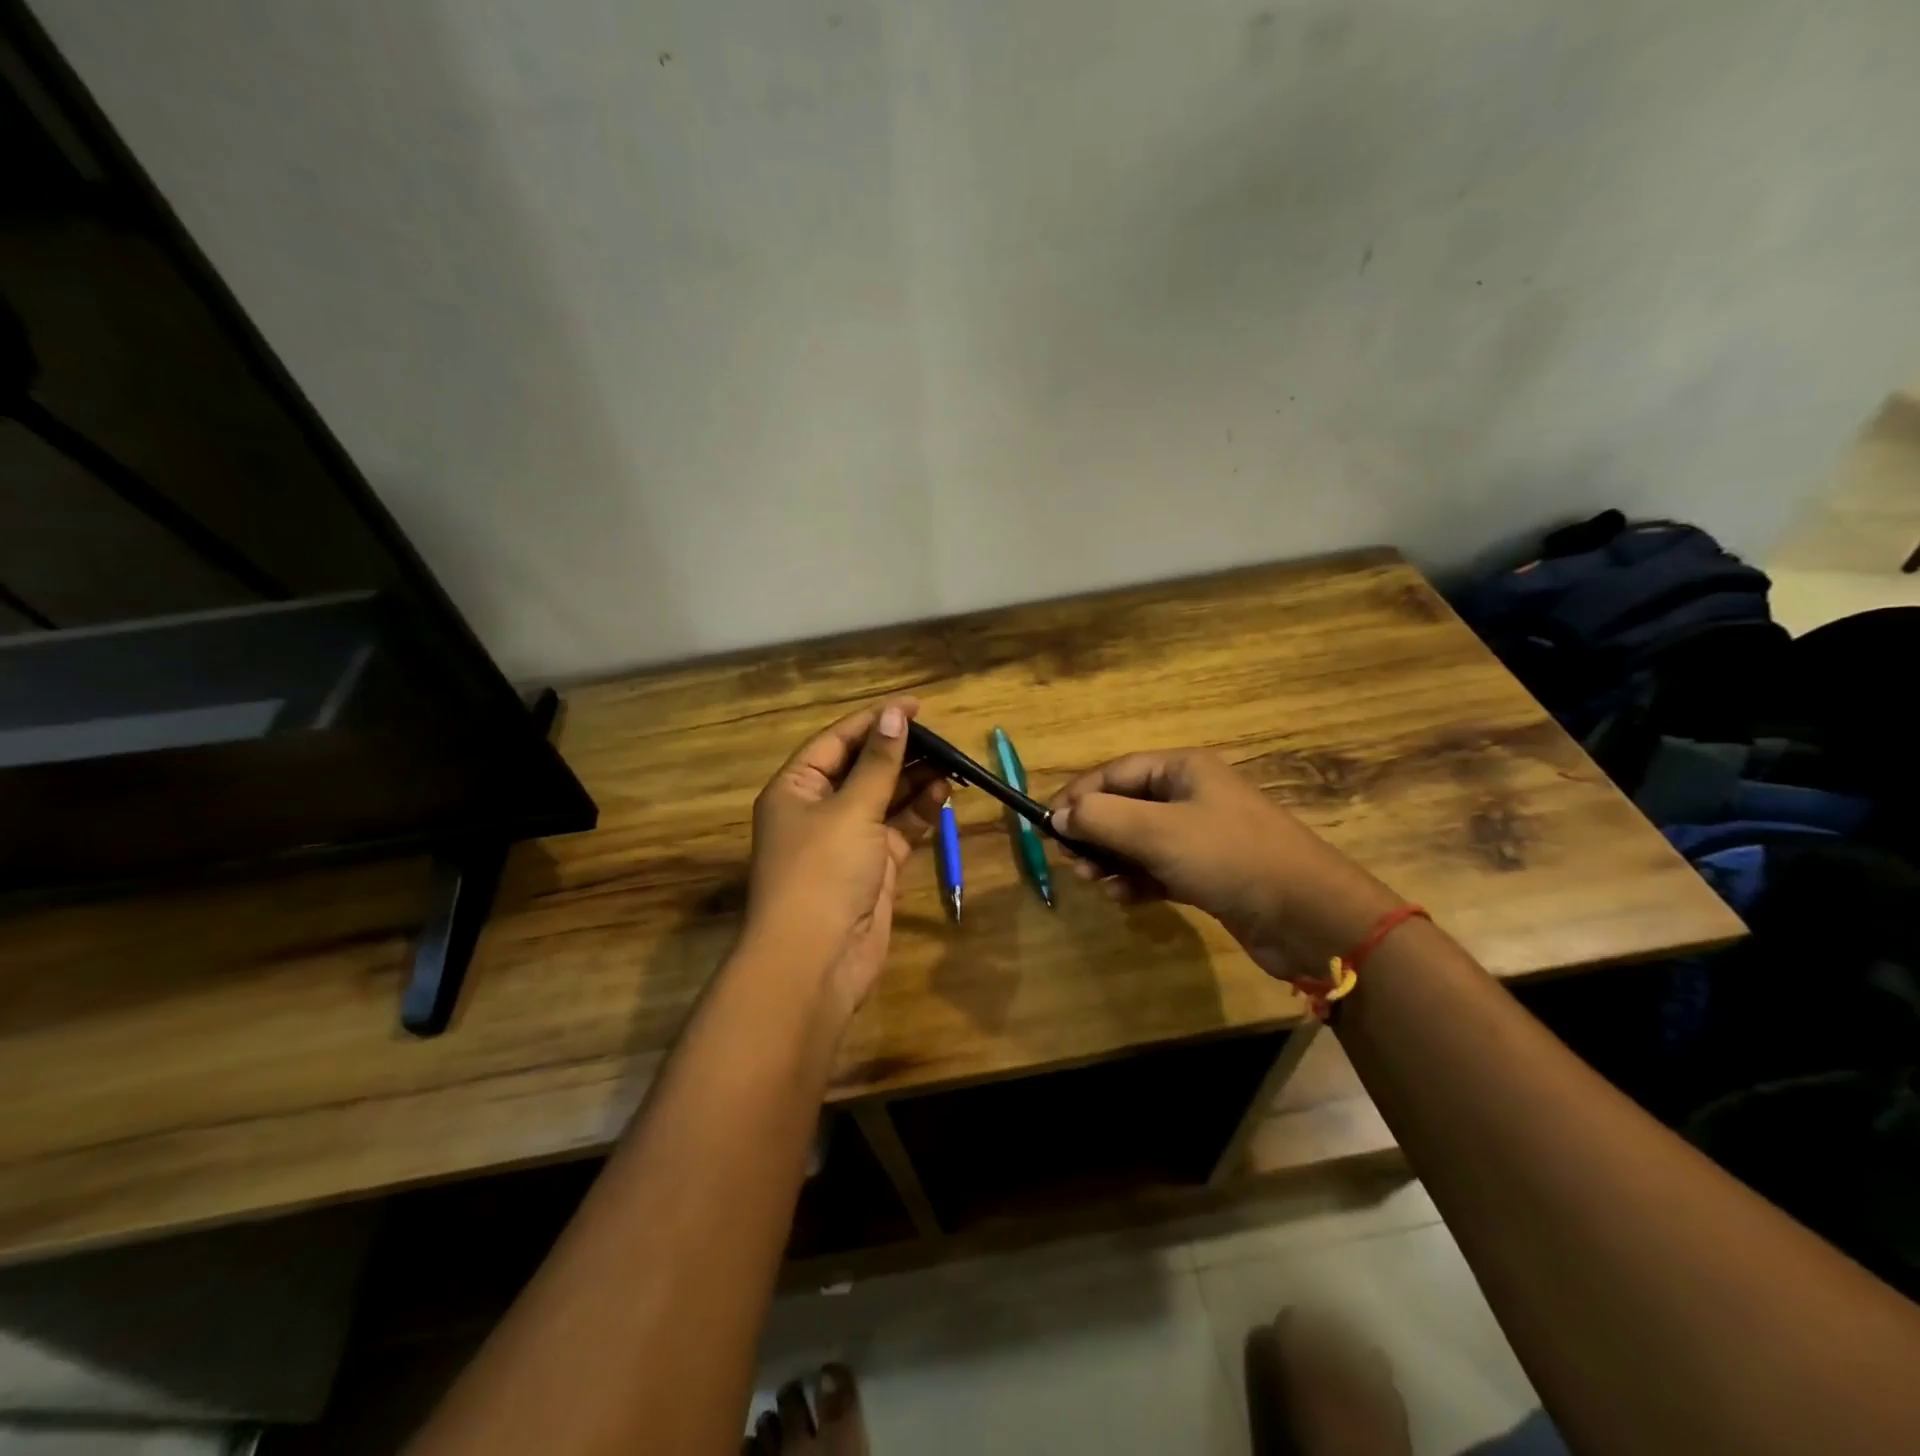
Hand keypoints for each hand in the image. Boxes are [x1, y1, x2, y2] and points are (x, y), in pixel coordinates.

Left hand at [744, 699, 949, 1019]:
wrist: (816, 961)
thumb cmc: (822, 872)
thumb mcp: (851, 810)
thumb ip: (879, 764)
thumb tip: (895, 716)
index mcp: (796, 788)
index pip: (838, 741)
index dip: (875, 721)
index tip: (914, 706)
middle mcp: (818, 810)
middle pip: (863, 769)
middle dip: (900, 753)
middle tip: (941, 737)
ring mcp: (847, 841)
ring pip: (885, 799)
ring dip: (915, 782)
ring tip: (952, 762)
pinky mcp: (873, 867)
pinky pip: (899, 829)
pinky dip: (920, 813)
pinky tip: (945, 794)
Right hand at [1049, 750, 1401, 980]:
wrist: (1308, 915)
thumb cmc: (1229, 857)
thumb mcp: (1158, 832)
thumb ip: (1102, 819)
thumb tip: (1060, 816)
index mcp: (1182, 770)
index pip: (1114, 773)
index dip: (1078, 796)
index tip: (1048, 826)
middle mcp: (1190, 796)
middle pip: (1124, 806)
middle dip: (1094, 833)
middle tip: (1073, 862)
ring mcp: (1200, 836)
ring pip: (1138, 840)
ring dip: (1112, 860)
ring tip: (1095, 883)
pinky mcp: (1207, 872)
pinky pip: (1157, 868)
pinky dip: (1136, 880)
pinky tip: (1125, 899)